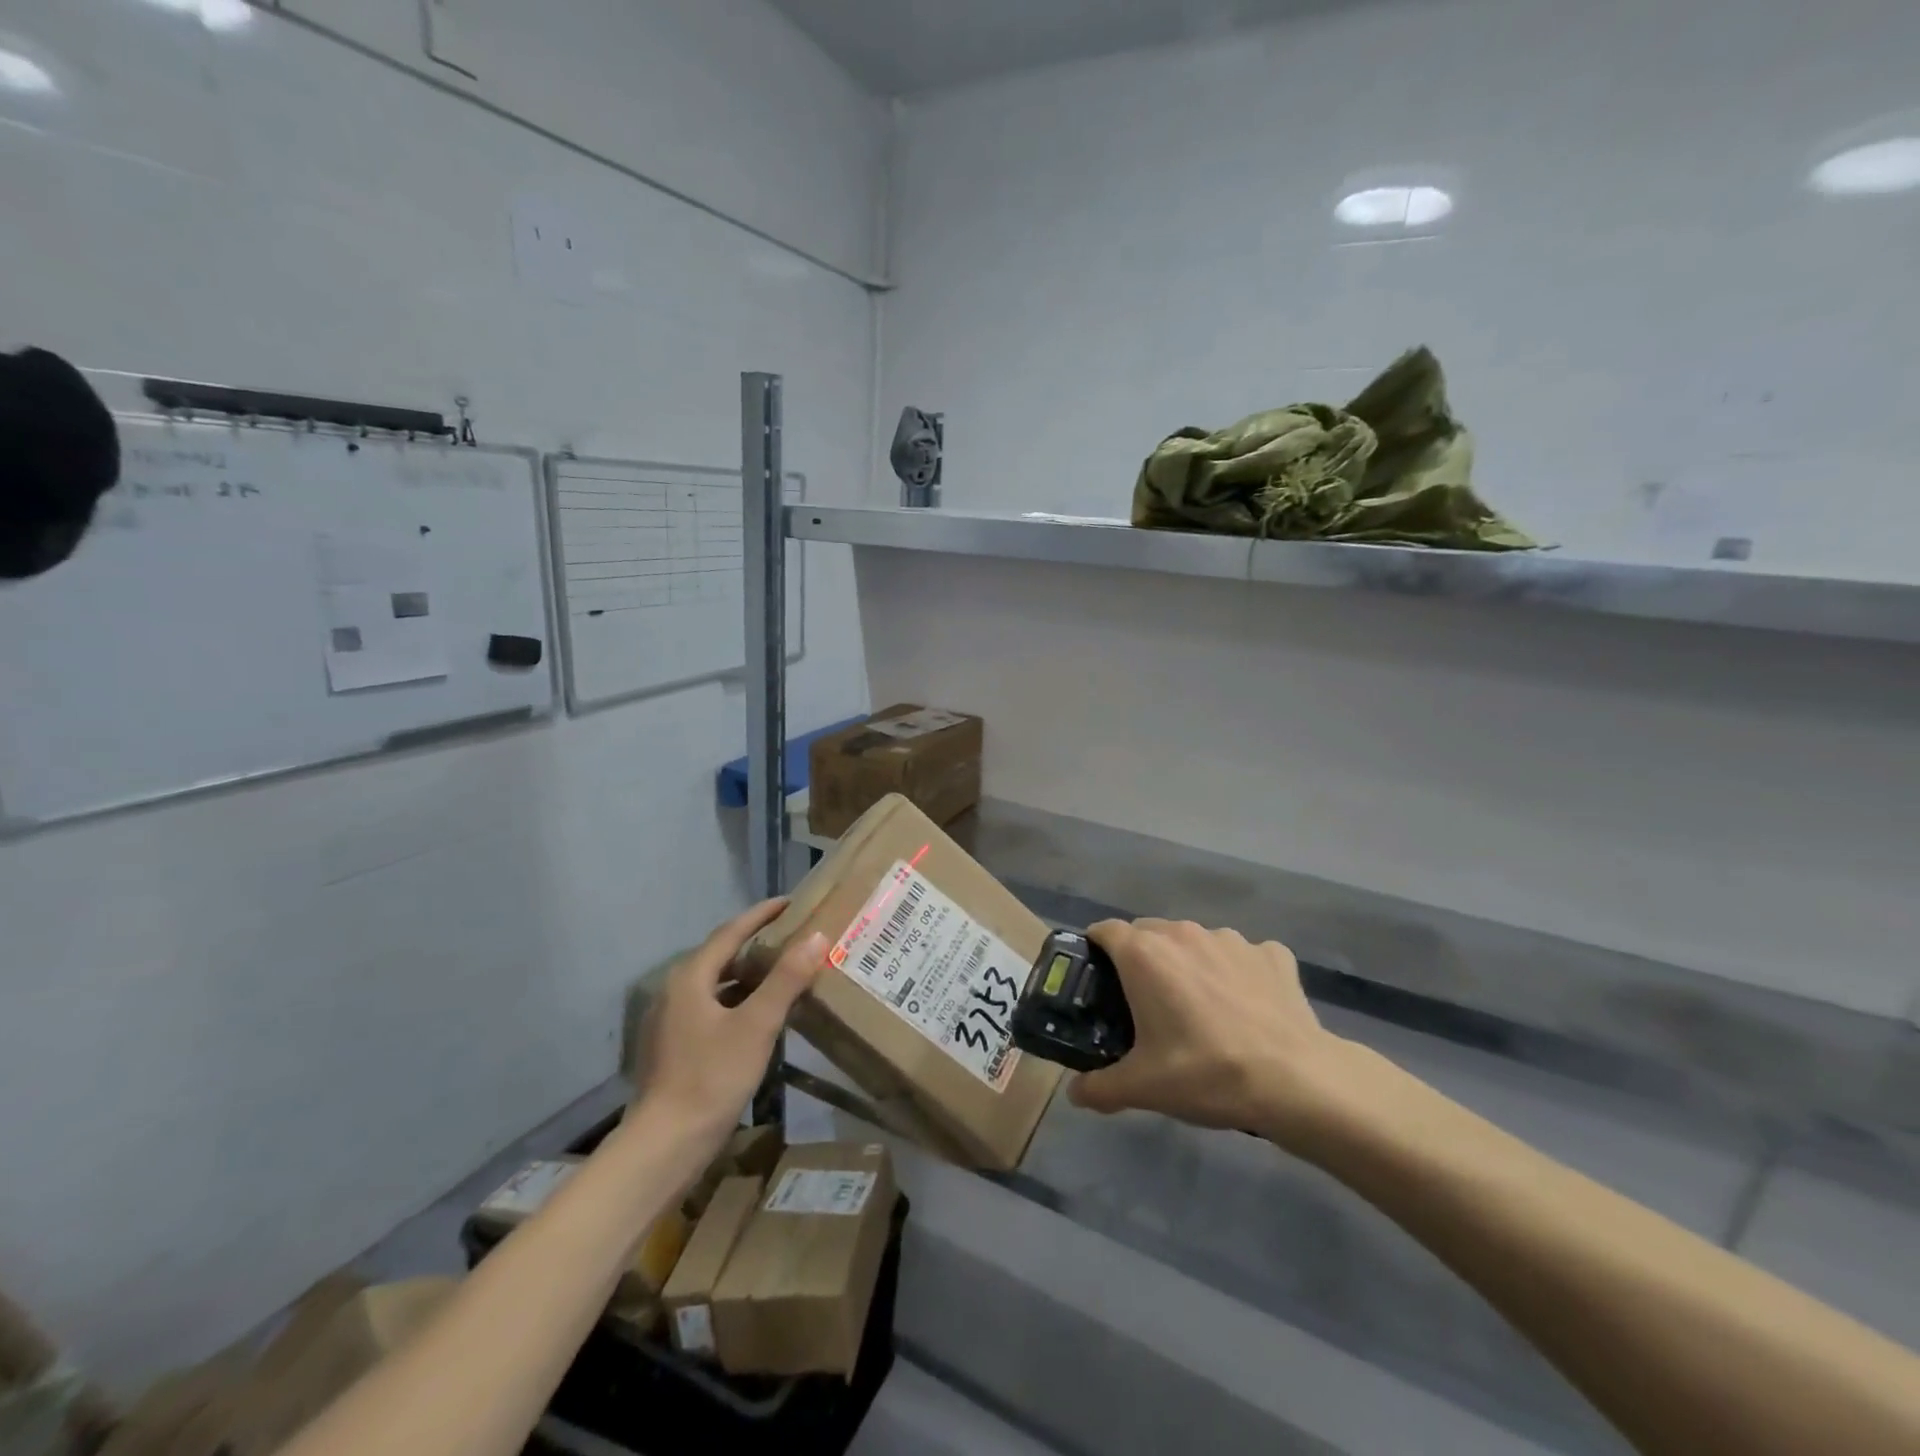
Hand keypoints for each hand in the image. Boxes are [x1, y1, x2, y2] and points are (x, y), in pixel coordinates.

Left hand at [629, 899, 826, 1153]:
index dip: (761, 914)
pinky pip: (713, 1008)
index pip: (730, 932)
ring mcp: (672, 1021)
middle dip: (757, 943)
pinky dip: (739, 1001)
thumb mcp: (757, 1025)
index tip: (790, 901)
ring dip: (749, 975)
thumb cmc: (711, 1077)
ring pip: (718, 984)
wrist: (664, 1146)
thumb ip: (786, 979)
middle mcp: (676, 991)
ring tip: (785, 970)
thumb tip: (817, 936)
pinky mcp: (676, 1047)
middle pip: (722, 956)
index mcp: (690, 977)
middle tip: (794, 935)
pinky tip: (762, 1015)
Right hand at [1067, 919, 1375, 1151]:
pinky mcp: (1272, 954)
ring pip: (1195, 942)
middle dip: (1141, 960)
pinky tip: (1246, 1007)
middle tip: (1145, 1005)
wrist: (1296, 1082)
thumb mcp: (1143, 1088)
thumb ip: (1099, 1087)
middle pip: (1149, 933)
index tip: (1098, 980)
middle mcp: (1183, 934)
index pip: (1104, 930)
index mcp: (1144, 954)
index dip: (1096, 951)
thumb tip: (1075, 1094)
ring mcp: (1231, 939)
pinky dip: (1236, 972)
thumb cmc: (1206, 1073)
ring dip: (1188, 964)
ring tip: (1200, 1009)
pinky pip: (1242, 956)